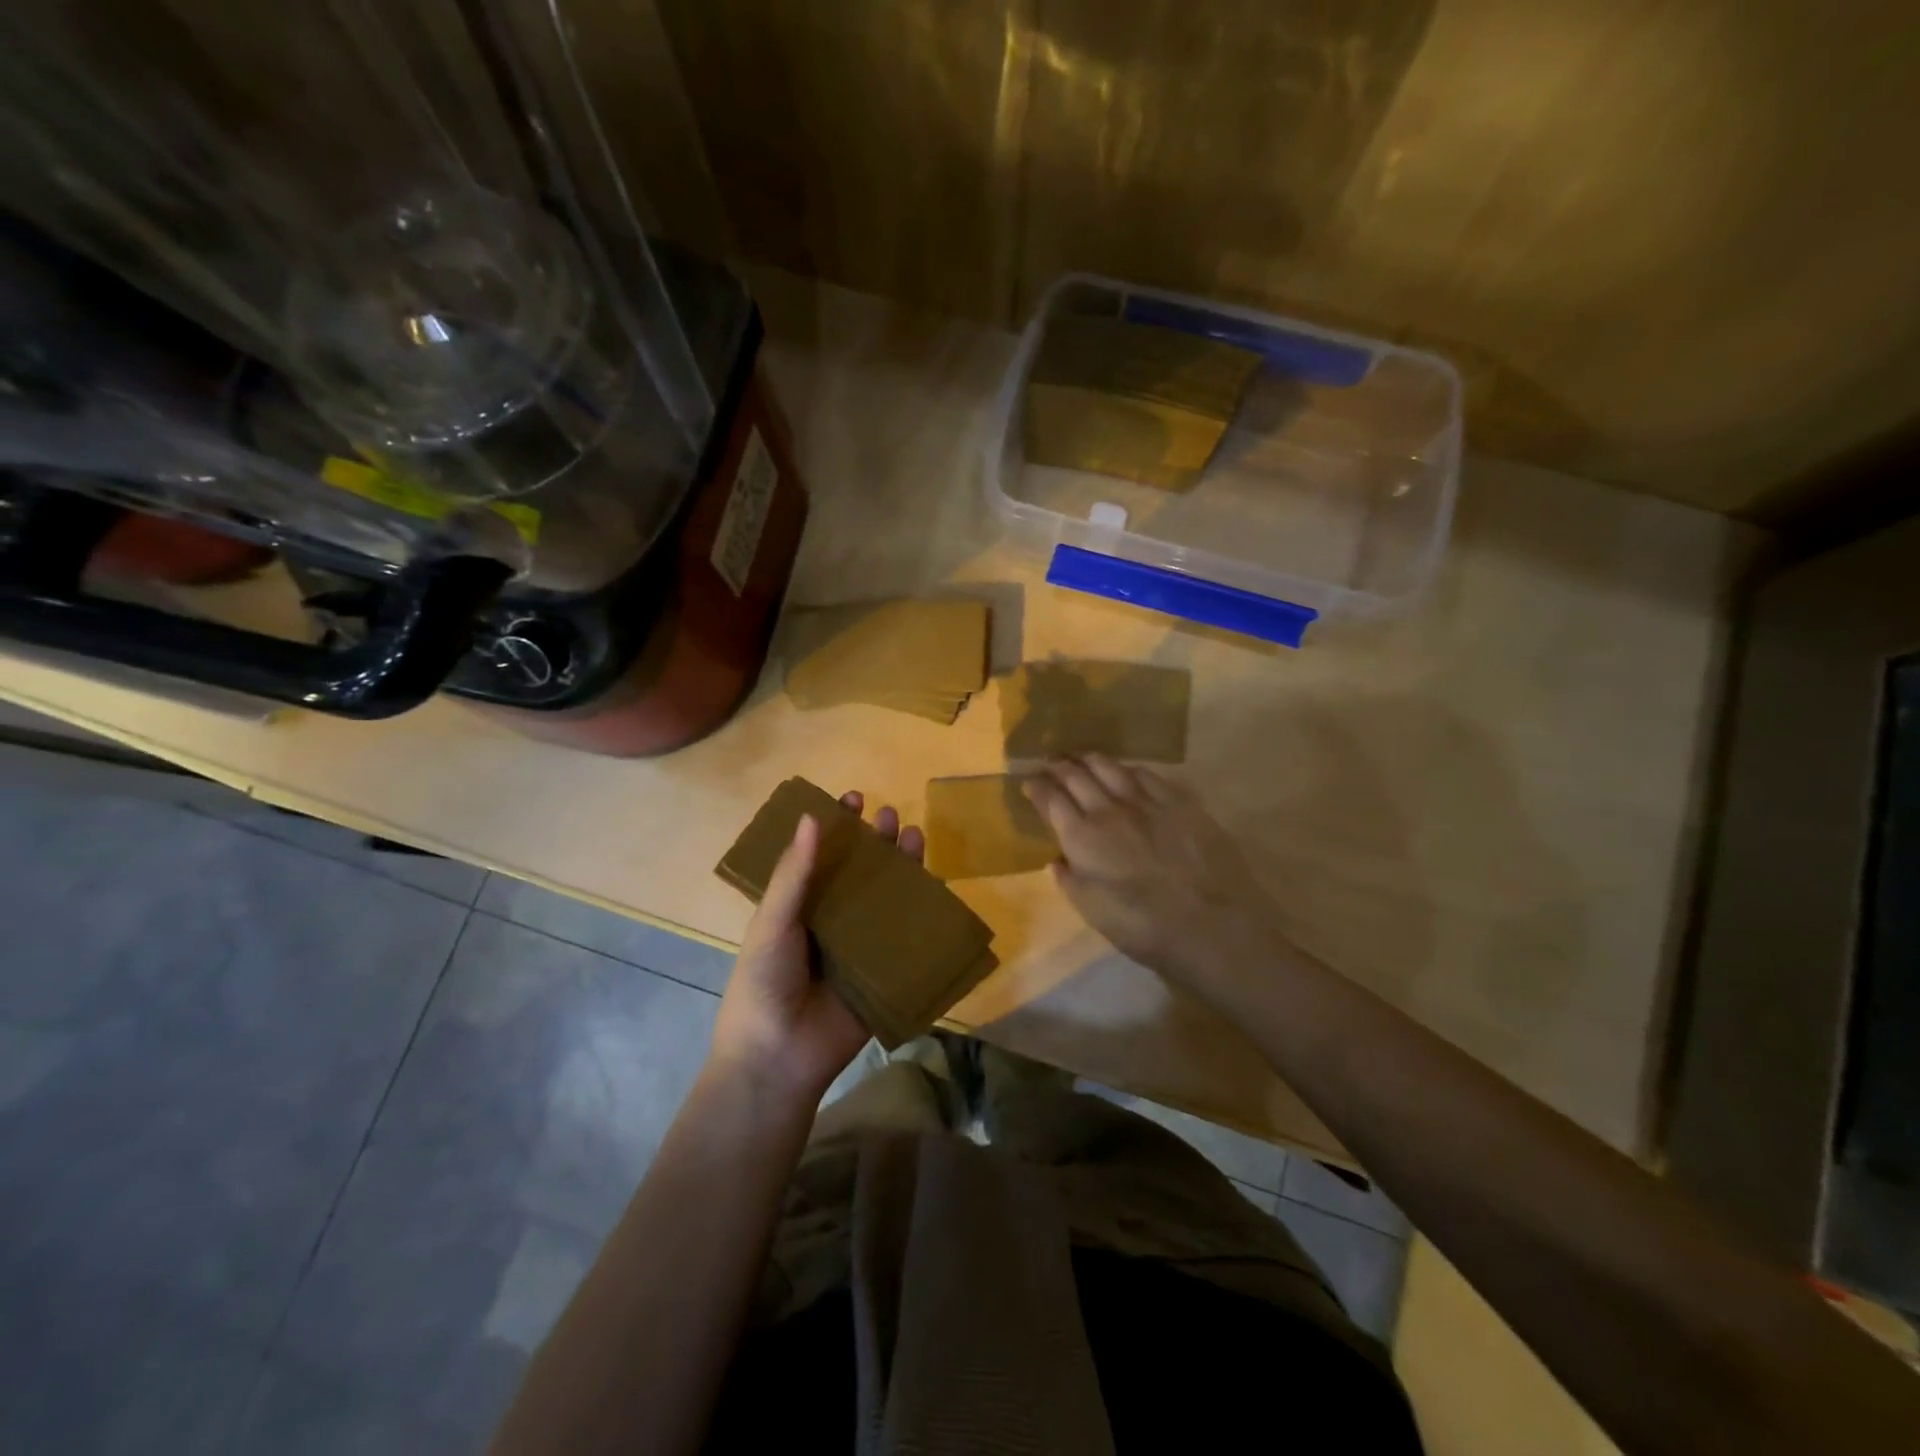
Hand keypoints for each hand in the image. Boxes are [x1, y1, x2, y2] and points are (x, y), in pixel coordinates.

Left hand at [709, 791, 924, 1108]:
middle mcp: (832, 919)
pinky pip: (908, 937)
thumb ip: (793, 874)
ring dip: (902, 867)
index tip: (852, 799)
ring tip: (914, 837)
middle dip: (877, 842)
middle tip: (889, 817)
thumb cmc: (763, 983)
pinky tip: (935, 886)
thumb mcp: (772, 923)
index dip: (837, 827)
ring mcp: (861, 945)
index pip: (822, 856)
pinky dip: (923, 912)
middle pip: (861, 872)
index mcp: (800, 905)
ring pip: (888, 898)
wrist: (778, 1057)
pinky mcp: (886, 971)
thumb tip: (812, 817)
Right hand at [1025, 755, 1279, 988]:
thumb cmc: (1143, 927)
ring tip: (1081, 758)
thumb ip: (1069, 880)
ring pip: (1108, 766)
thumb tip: (1057, 859)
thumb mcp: (1092, 911)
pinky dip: (1126, 768)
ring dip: (1089, 759)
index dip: (1036, 787)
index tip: (1029, 783)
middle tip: (1050, 763)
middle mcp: (1108, 809)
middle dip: (1058, 766)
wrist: (1210, 923)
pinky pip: (1145, 773)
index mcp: (1082, 836)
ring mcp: (1145, 800)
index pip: (1051, 799)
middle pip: (1076, 775)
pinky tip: (1125, 771)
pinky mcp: (1177, 800)